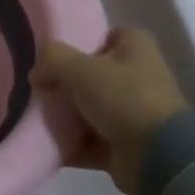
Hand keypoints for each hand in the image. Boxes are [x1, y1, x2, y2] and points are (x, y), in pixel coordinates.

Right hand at [32, 27, 189, 194]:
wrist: (157, 157)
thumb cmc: (123, 97)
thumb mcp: (79, 68)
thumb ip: (52, 59)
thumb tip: (36, 73)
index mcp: (135, 46)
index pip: (101, 37)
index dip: (76, 46)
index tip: (51, 60)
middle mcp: (139, 75)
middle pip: (92, 75)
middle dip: (66, 86)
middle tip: (40, 92)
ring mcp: (135, 112)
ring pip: (90, 110)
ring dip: (67, 118)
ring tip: (38, 120)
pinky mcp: (128, 145)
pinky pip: (92, 141)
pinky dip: (73, 145)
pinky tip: (48, 146)